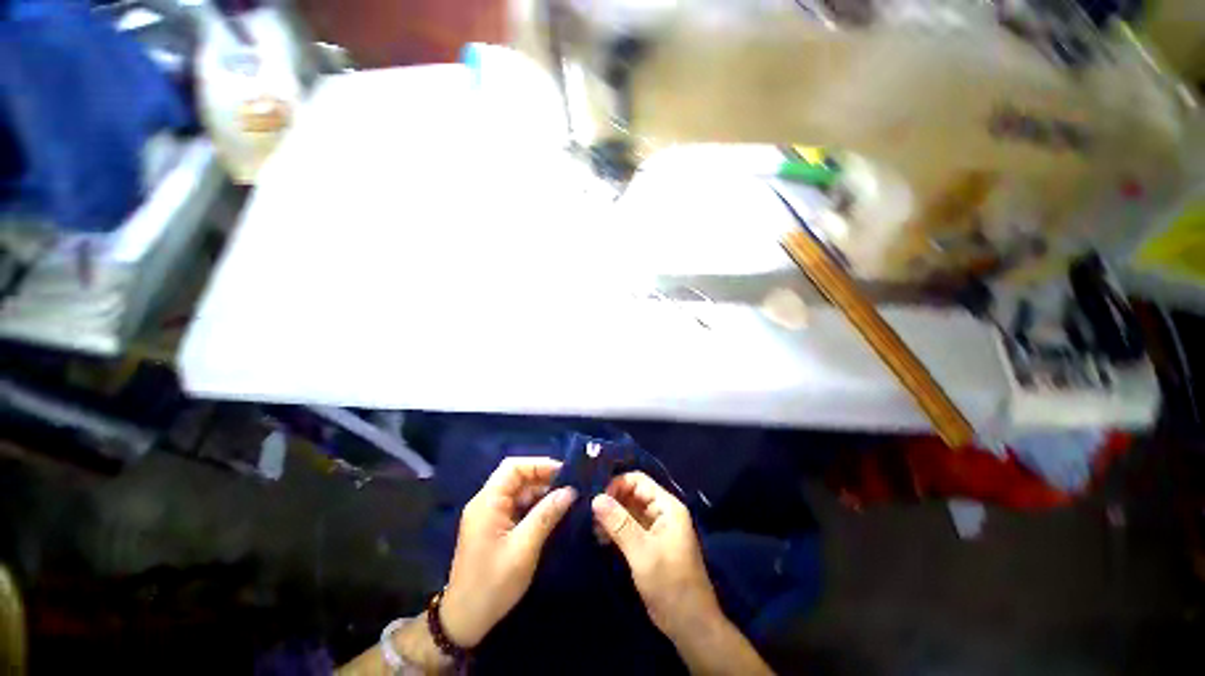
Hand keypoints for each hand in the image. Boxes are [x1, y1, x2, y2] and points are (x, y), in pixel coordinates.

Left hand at [441, 457, 576, 646]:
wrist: (464, 621)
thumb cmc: (492, 584)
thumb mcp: (524, 549)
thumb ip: (546, 516)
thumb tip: (570, 491)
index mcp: (487, 502)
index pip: (512, 468)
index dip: (538, 465)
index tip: (564, 472)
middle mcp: (486, 503)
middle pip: (516, 478)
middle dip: (543, 479)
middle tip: (570, 487)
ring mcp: (489, 515)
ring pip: (519, 492)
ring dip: (541, 493)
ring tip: (567, 499)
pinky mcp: (494, 528)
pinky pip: (517, 507)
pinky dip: (535, 507)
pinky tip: (553, 513)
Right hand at [591, 471, 721, 640]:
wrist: (690, 626)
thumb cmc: (670, 585)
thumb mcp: (643, 552)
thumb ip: (620, 524)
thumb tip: (596, 498)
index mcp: (667, 507)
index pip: (639, 481)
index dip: (617, 485)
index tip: (596, 499)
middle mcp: (662, 513)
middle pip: (633, 494)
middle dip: (612, 501)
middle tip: (590, 515)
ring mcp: (656, 529)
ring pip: (629, 511)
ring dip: (612, 517)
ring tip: (593, 528)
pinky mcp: (649, 545)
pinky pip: (629, 528)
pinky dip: (616, 530)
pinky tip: (600, 538)